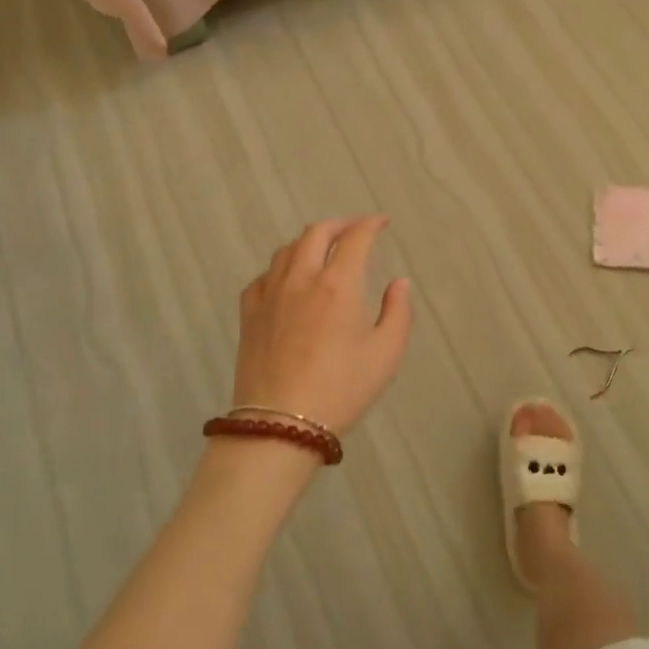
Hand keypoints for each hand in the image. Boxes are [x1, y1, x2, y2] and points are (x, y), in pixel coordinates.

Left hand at [232, 217, 412, 439]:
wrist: (281, 425)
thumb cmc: (342, 389)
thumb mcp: (386, 354)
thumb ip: (398, 312)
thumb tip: (399, 283)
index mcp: (339, 284)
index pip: (355, 237)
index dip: (371, 224)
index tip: (382, 223)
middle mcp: (302, 278)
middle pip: (317, 232)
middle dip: (339, 225)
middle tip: (354, 231)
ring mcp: (271, 293)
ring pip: (287, 249)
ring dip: (309, 242)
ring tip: (322, 251)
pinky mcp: (249, 313)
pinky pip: (264, 275)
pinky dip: (282, 268)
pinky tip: (288, 281)